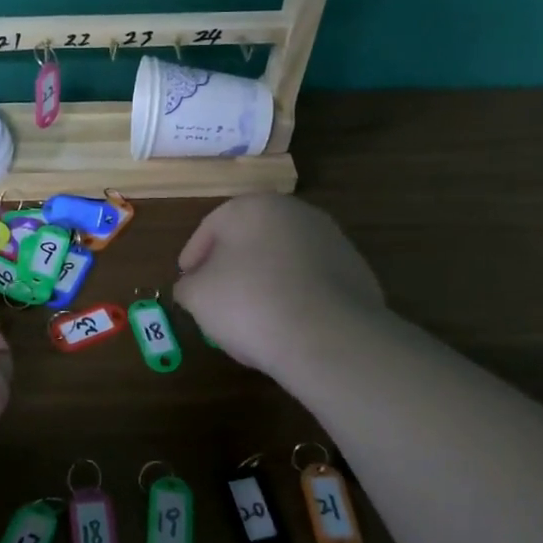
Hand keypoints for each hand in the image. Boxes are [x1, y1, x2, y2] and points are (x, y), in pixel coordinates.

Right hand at [173, 194, 383, 381]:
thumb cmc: (250, 303)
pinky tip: (287, 323)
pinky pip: (311, 281)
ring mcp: (331, 239)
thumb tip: (193, 286)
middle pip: (250, 238)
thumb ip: (188, 285)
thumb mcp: (197, 296)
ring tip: (253, 316)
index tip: (186, 281)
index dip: (193, 256)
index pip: (211, 227)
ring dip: (265, 279)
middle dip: (231, 265)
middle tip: (217, 297)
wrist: (330, 336)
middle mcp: (294, 212)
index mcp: (252, 206)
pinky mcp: (356, 270)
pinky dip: (295, 295)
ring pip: (283, 258)